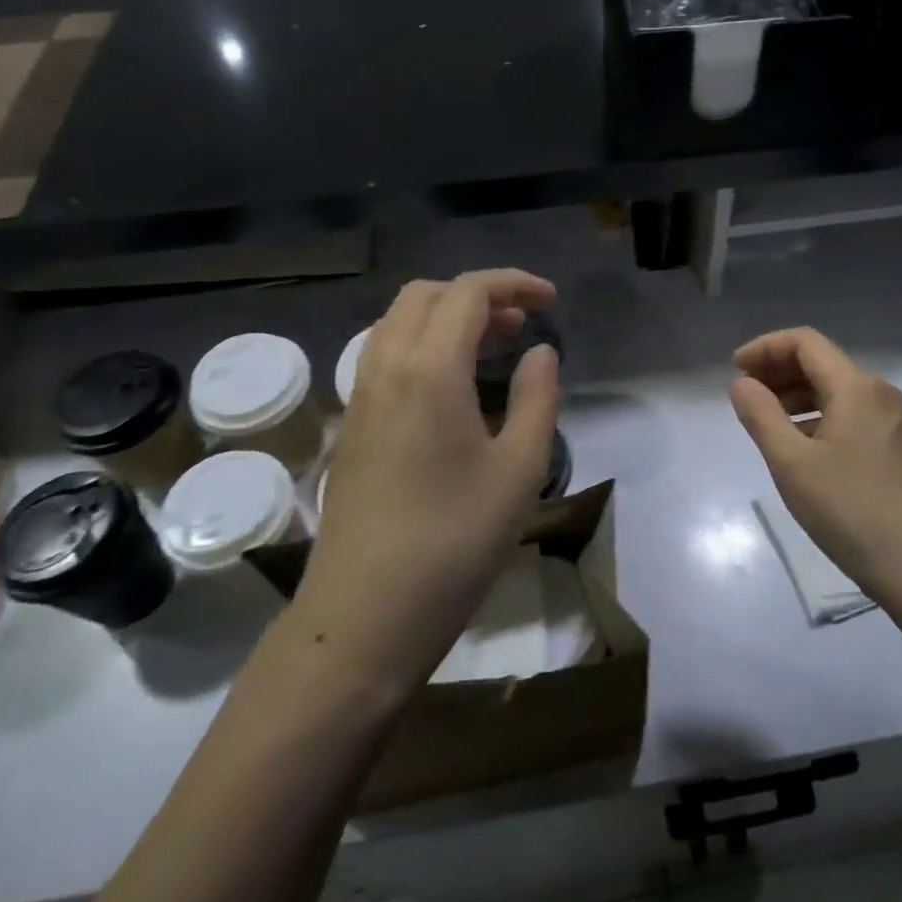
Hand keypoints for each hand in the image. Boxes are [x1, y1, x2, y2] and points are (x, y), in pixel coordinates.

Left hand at [287, 270, 560, 694]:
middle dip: (478, 295)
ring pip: (400, 323)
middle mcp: (385, 367)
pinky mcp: (351, 425)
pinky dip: (424, 344)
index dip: (514, 285)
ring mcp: (360, 396)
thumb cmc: (454, 542)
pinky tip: (455, 386)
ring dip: (447, 318)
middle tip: (522, 325)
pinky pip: (386, 355)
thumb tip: (540, 353)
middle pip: (426, 296)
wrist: (364, 616)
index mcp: (428, 369)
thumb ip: (537, 398)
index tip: (551, 302)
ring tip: (494, 348)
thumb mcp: (518, 469)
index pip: (468, 293)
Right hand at [731, 327, 901, 609]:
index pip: (804, 342)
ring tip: (763, 420)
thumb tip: (741, 383)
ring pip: (834, 390)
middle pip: (821, 362)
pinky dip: (816, 416)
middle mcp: (878, 393)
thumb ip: (761, 415)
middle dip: (778, 370)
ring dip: (795, 395)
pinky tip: (797, 444)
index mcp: (856, 386)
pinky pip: (848, 413)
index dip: (765, 348)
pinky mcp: (894, 446)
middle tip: (743, 394)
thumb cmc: (849, 510)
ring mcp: (891, 420)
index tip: (734, 370)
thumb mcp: (791, 463)